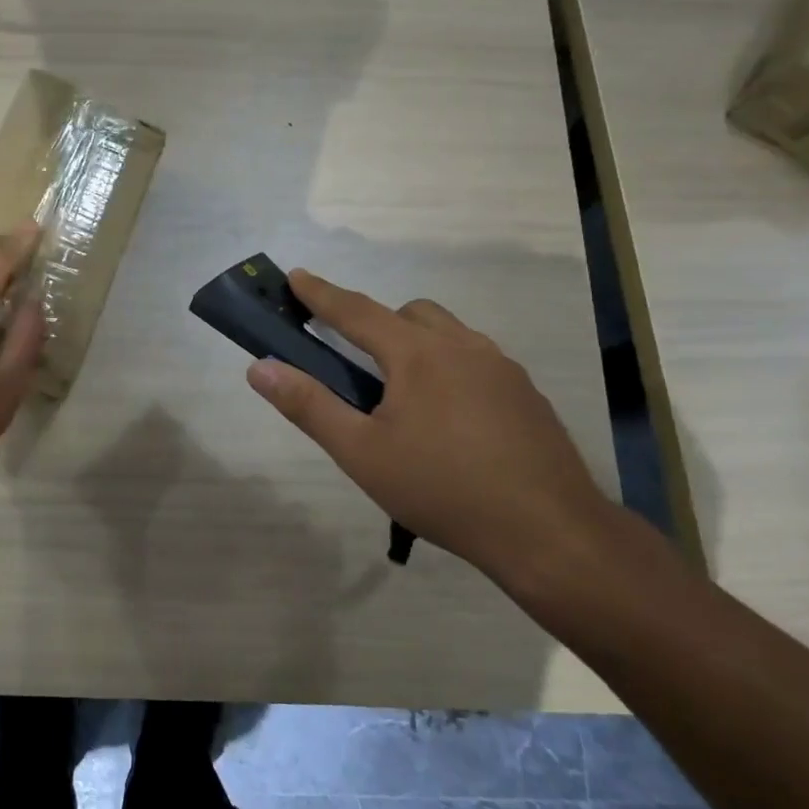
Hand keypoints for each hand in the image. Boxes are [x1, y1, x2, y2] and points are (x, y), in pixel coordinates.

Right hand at [246, 269, 626, 592]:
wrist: (549, 532)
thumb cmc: (442, 489)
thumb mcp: (361, 453)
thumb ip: (308, 405)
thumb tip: (259, 368)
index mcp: (417, 354)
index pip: (356, 311)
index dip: (321, 293)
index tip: (295, 275)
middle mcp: (462, 346)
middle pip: (409, 314)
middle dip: (375, 323)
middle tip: (356, 362)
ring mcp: (502, 367)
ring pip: (448, 334)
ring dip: (417, 344)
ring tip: (403, 395)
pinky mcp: (526, 394)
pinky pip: (477, 360)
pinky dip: (450, 368)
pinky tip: (450, 420)